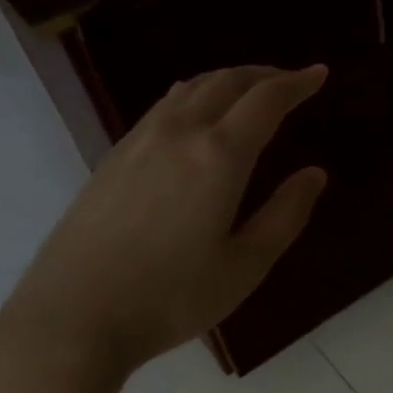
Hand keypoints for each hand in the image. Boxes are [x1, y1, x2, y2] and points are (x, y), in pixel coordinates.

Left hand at [0, 65, 328, 392]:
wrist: (73, 318)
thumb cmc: (171, 298)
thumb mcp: (245, 265)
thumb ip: (285, 215)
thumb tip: (314, 174)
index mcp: (218, 157)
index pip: (265, 101)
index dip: (297, 83)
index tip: (320, 74)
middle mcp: (178, 134)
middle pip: (225, 82)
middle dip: (264, 74)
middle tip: (291, 81)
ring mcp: (138, 143)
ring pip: (189, 89)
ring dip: (226, 81)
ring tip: (249, 92)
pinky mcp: (112, 159)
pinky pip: (163, 108)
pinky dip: (194, 97)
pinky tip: (196, 118)